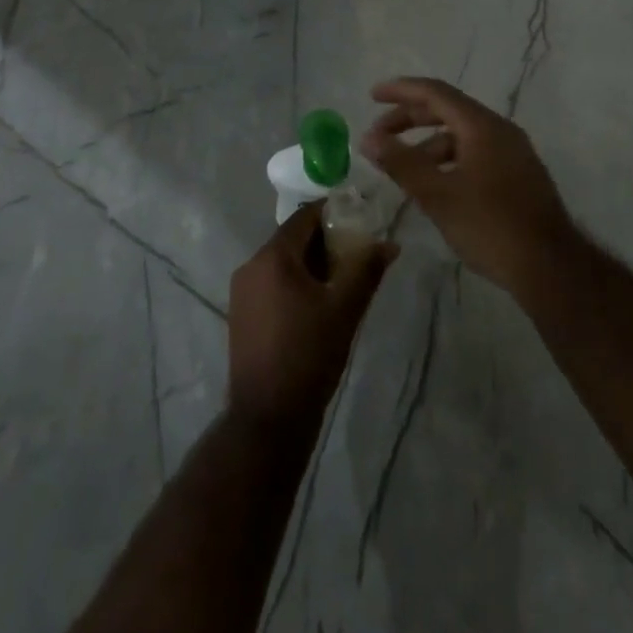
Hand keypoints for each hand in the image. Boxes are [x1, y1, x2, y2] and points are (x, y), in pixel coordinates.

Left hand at [227, 204, 395, 430]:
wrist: (268, 418)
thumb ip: (367, 269)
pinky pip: (273, 283)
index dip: (334, 213)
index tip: (361, 220)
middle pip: (293, 238)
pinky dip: (296, 282)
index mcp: (272, 257)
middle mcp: (251, 266)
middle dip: (326, 241)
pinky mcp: (241, 314)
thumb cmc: (309, 355)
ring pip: (283, 262)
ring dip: (312, 263)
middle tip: (358, 252)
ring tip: (343, 279)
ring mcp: (242, 292)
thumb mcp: (345, 309)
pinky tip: (319, 303)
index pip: (305, 217)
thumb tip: (390, 244)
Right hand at [360, 77, 579, 300]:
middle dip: (410, 118)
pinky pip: (475, 154)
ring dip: (428, 145)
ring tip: (402, 169)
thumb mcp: (437, 194)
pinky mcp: (518, 175)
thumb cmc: (490, 225)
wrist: (550, 266)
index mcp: (482, 125)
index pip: (435, 93)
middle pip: (448, 111)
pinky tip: (435, 186)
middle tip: (379, 134)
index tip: (372, 95)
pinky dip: (448, 160)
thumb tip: (368, 138)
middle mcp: (500, 130)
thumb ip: (401, 163)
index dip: (401, 91)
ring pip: (462, 136)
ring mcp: (513, 153)